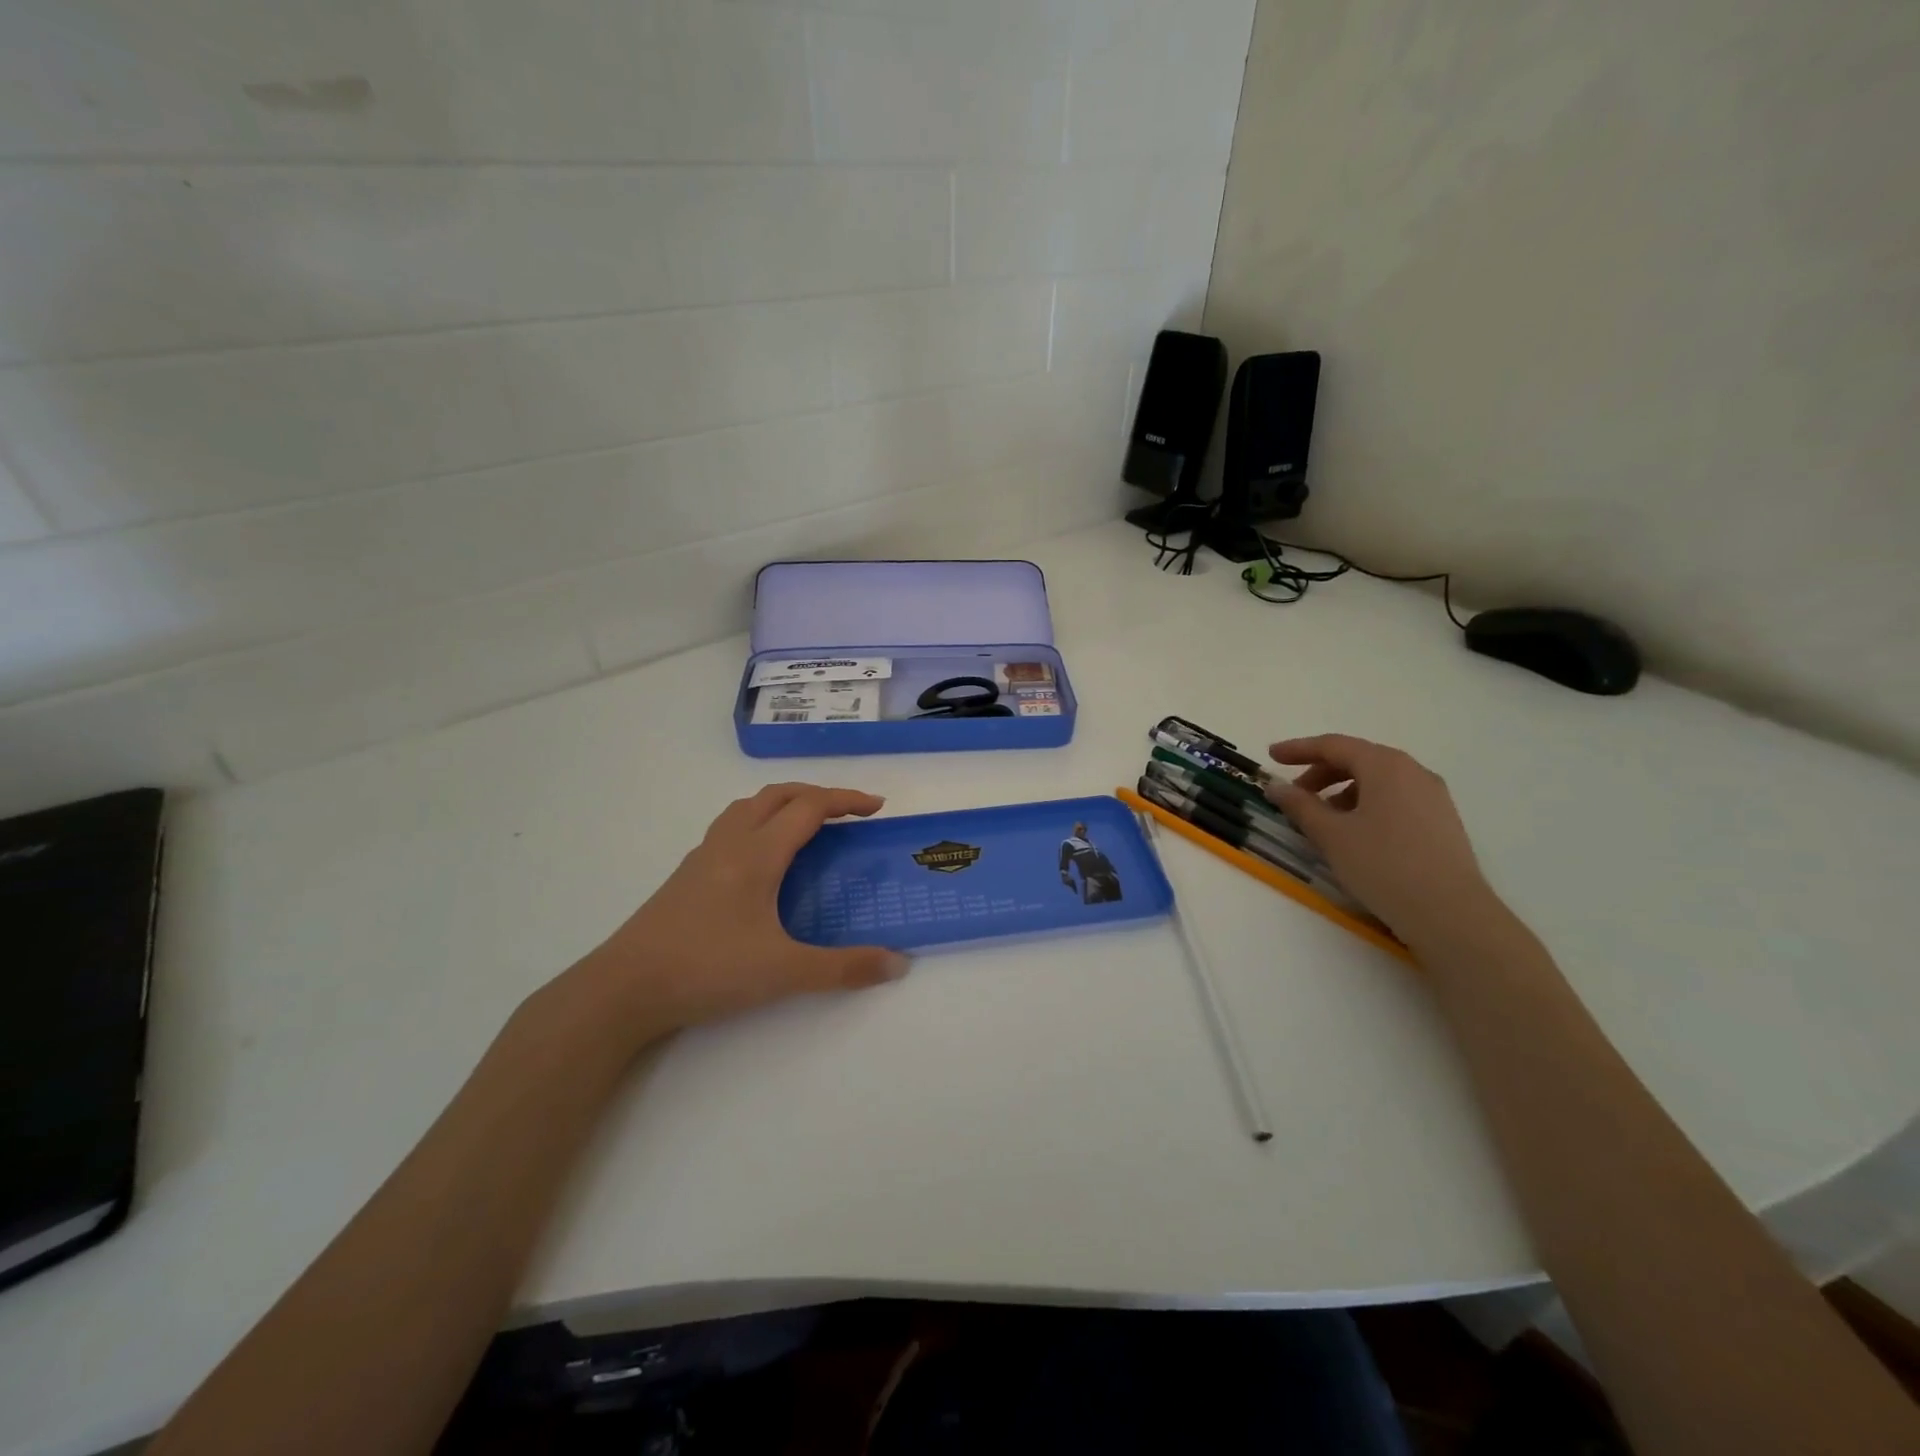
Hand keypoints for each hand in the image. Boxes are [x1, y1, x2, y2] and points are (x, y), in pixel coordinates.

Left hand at [573, 784, 909, 1045]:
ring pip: (748, 808)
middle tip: (847, 815)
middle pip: (777, 795)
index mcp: (757, 853)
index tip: (877, 807)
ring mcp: (703, 857)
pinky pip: (730, 828)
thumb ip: (844, 968)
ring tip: (806, 828)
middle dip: (817, 795)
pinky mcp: (686, 876)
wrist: (624, 988)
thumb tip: (898, 963)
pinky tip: (762, 863)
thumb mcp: (784, 972)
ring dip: (783, 804)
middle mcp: (730, 843)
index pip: (809, 807)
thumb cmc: (707, 969)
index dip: (846, 800)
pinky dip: (758, 824)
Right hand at [1263, 735, 1497, 943]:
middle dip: (1320, 772)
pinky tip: (1354, 832)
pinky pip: (1395, 798)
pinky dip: (1366, 804)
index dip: (1298, 749)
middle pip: (1358, 759)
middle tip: (1293, 794)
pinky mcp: (1441, 820)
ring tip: (1321, 819)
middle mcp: (1413, 771)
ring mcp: (1432, 796)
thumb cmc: (1383, 865)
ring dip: (1342, 790)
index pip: (1333, 745)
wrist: (1450, 913)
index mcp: (1385, 765)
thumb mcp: (1331, 834)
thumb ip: (1300, 805)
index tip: (1270, 756)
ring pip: (1377, 780)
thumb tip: (1276, 787)